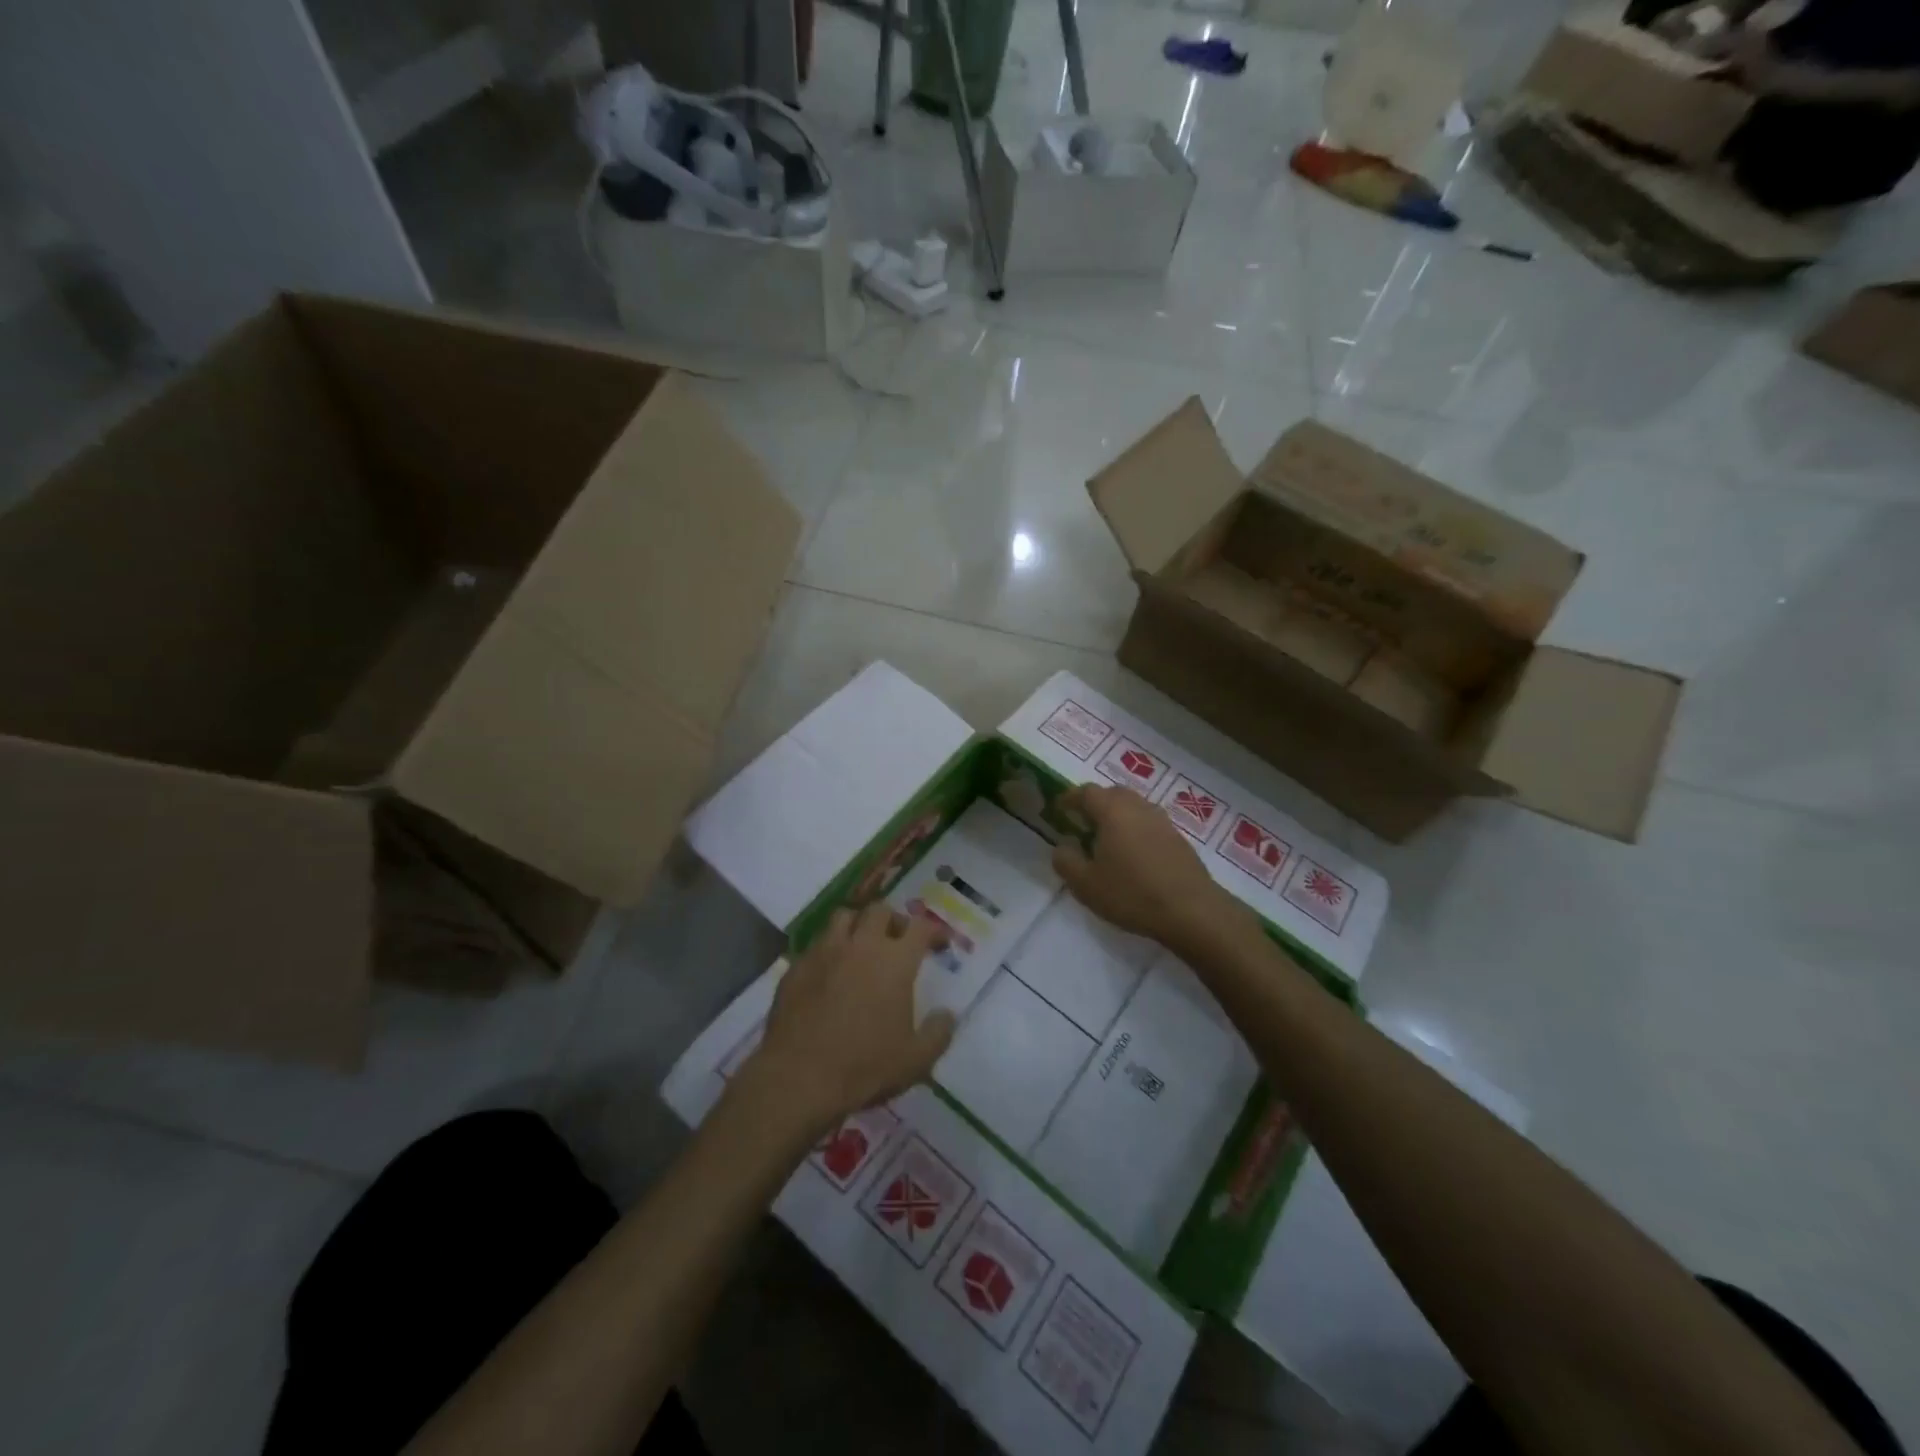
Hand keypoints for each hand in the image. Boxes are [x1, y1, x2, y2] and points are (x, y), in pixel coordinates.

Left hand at [744, 904, 955, 1134]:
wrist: (797, 1077)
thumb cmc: (864, 1067)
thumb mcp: (915, 1060)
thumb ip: (938, 1033)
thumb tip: (946, 1015)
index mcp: (894, 961)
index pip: (920, 927)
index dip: (934, 931)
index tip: (940, 943)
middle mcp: (860, 945)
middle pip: (880, 910)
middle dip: (894, 921)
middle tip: (898, 941)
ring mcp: (824, 952)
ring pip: (843, 917)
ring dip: (858, 925)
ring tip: (862, 946)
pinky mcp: (796, 966)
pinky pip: (816, 943)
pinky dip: (829, 949)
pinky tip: (830, 972)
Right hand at [1051, 784, 1234, 951]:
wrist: (1192, 911)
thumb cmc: (1132, 894)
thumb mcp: (1086, 884)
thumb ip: (1066, 861)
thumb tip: (1062, 847)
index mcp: (1113, 811)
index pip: (1086, 792)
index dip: (1070, 798)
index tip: (1059, 808)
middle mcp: (1138, 807)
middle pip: (1113, 793)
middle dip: (1095, 803)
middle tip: (1082, 821)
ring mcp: (1162, 821)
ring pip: (1133, 806)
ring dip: (1117, 815)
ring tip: (1106, 838)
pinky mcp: (1178, 838)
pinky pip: (1149, 823)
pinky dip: (1135, 828)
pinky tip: (1132, 853)